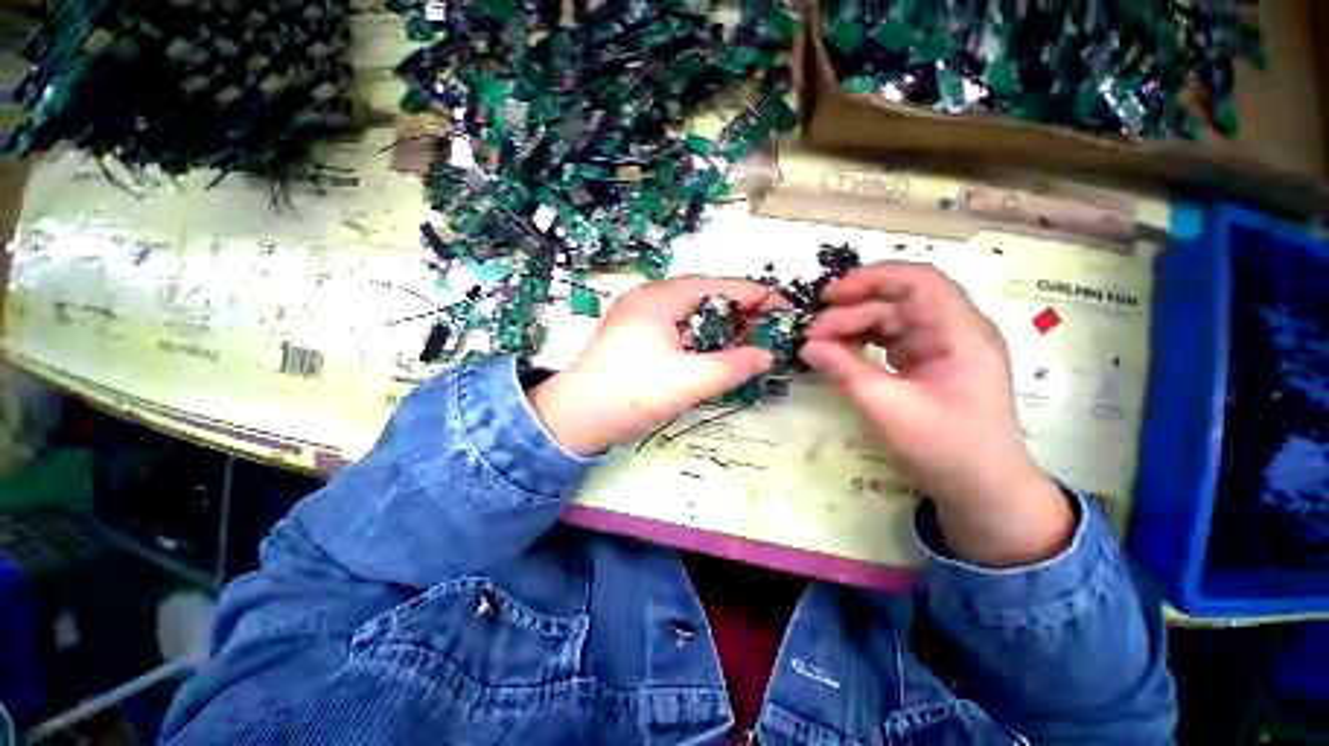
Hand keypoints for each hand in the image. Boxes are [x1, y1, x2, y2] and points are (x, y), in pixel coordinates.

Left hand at [531, 277, 781, 454]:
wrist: (573, 419)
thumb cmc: (632, 393)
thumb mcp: (690, 381)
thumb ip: (734, 365)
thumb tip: (769, 354)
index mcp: (661, 296)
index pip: (721, 285)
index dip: (757, 297)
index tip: (787, 311)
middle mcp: (648, 296)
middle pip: (706, 294)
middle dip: (741, 310)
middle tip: (771, 331)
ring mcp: (636, 315)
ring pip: (691, 311)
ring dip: (721, 324)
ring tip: (749, 342)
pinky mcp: (630, 335)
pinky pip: (676, 325)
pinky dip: (700, 335)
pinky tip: (714, 353)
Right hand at [800, 262, 1072, 566]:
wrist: (987, 493)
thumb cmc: (947, 450)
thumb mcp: (892, 411)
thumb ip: (848, 373)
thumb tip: (808, 347)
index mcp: (963, 329)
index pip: (917, 279)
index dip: (870, 279)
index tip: (828, 297)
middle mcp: (963, 328)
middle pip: (907, 299)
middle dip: (859, 309)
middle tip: (815, 333)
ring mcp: (957, 347)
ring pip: (906, 320)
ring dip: (866, 327)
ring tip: (826, 346)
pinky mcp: (948, 366)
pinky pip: (911, 342)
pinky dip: (880, 345)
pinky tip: (852, 357)